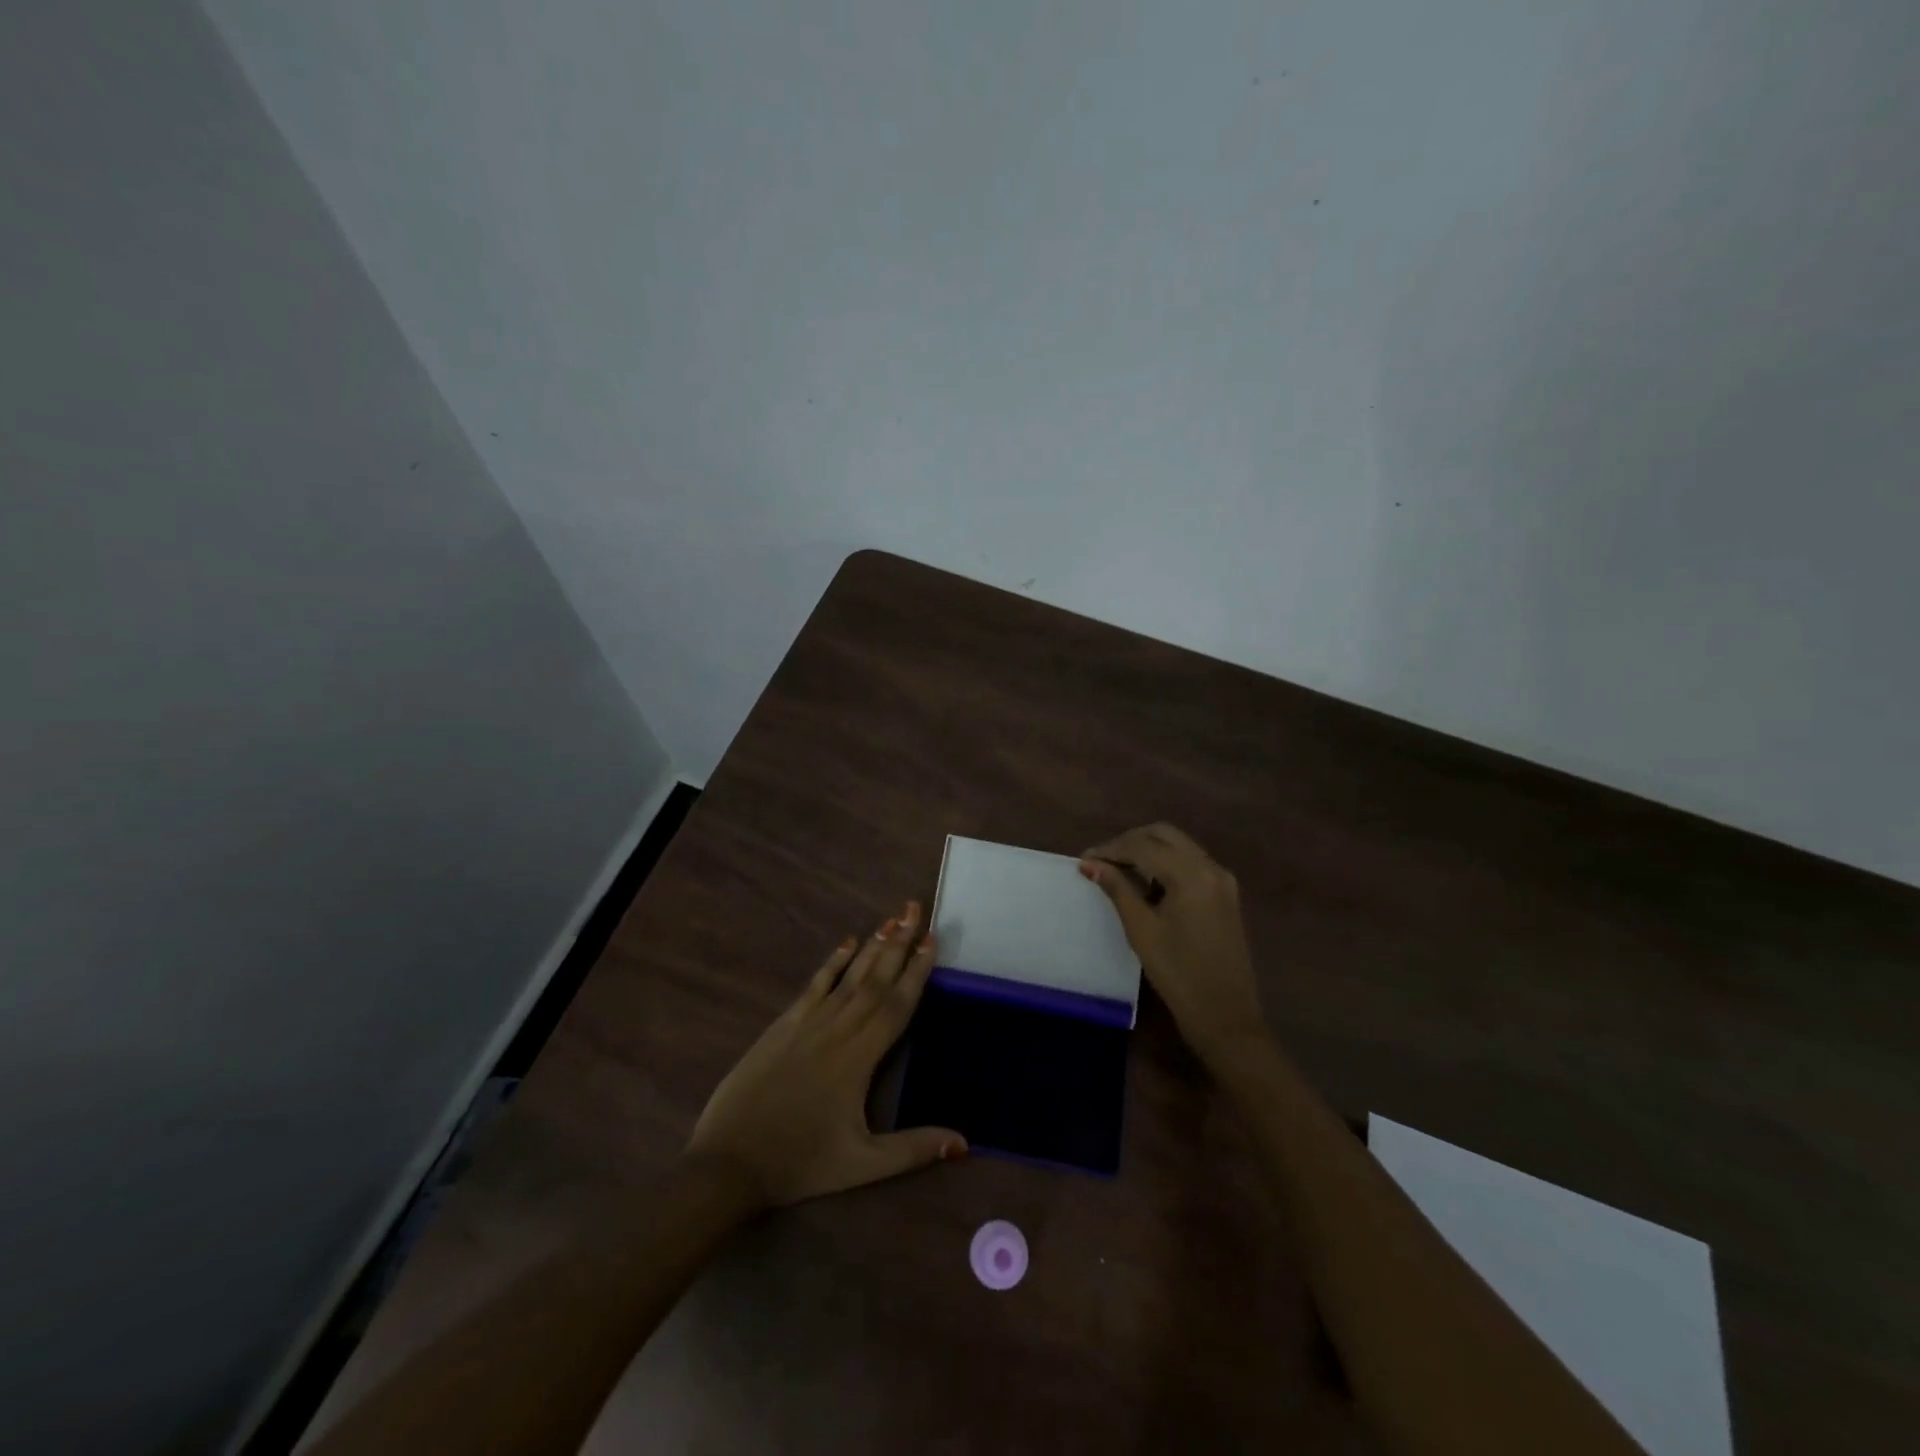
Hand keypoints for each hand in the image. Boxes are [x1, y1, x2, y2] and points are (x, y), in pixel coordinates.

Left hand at [686, 901, 965, 1208]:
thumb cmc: (800, 1163)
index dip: (917, 971)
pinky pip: (814, 985)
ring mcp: (808, 1023)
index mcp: (860, 1058)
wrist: (730, 1162)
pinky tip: (845, 942)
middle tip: (916, 909)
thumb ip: (913, 1149)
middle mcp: (838, 1029)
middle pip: (875, 979)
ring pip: (848, 976)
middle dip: (899, 942)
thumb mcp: (862, 1165)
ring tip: (892, 918)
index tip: (932, 940)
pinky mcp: (783, 1026)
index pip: (896, 1005)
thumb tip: (964, 1143)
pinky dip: (832, 961)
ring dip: (872, 946)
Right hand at [1080, 824, 1267, 1064]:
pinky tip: (1147, 884)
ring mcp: (1222, 880)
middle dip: (1130, 842)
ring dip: (1148, 850)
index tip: (1084, 860)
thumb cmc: (1178, 974)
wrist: (1225, 1015)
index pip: (1143, 846)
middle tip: (1102, 861)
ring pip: (1179, 846)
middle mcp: (1211, 867)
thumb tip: (1090, 864)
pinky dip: (1166, 863)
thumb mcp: (1141, 929)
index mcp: (1191, 874)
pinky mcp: (1225, 894)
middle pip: (1164, 835)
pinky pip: (1191, 863)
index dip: (1110, 849)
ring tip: (1118, 871)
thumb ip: (1117, 889)